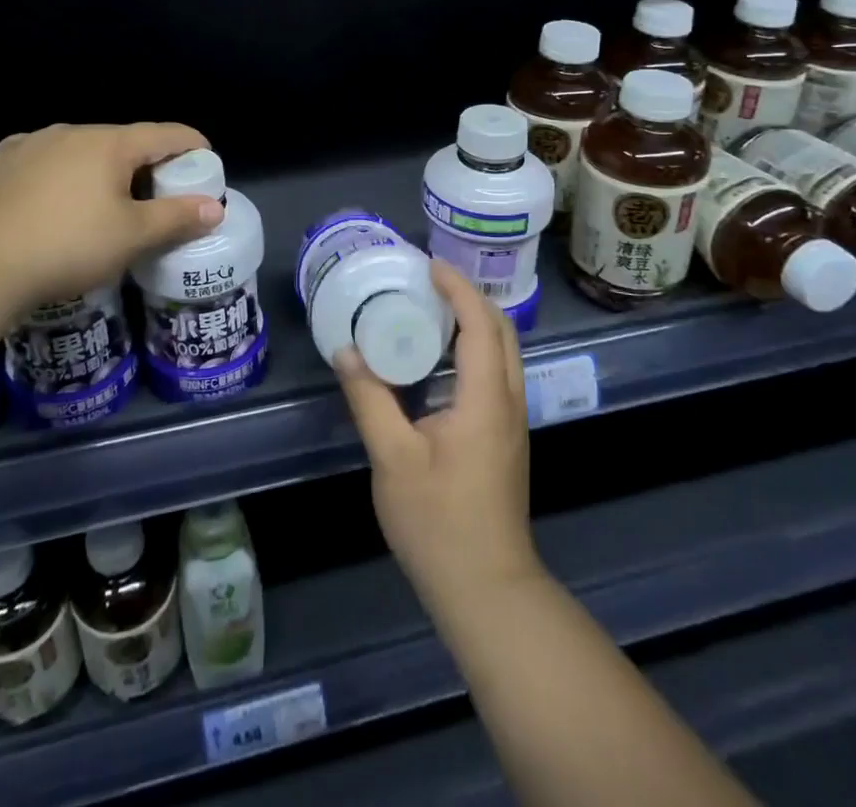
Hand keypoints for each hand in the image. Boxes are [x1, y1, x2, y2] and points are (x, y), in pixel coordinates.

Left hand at [0, 123, 222, 311]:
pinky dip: (60, 173)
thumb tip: (214, 207)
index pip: (165, 134)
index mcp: (110, 143)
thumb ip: (176, 217)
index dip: (192, 145)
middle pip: (123, 141)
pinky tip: (54, 198)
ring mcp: (31, 142)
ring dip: (100, 168)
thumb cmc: (69, 245)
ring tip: (102, 201)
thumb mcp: (132, 237)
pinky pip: (43, 159)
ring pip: (80, 149)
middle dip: (145, 163)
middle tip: (156, 195)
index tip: (206, 161)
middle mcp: (72, 131)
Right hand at [335, 261, 542, 616]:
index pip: (480, 324)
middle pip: (501, 331)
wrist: (487, 590)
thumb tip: (345, 351)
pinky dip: (473, 349)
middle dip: (469, 297)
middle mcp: (508, 402)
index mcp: (485, 400)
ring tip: (430, 309)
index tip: (428, 264)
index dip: (457, 288)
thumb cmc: (439, 522)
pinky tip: (437, 360)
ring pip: (503, 353)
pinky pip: (495, 374)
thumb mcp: (392, 458)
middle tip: (428, 280)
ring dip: (474, 321)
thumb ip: (369, 399)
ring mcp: (511, 423)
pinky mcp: (504, 439)